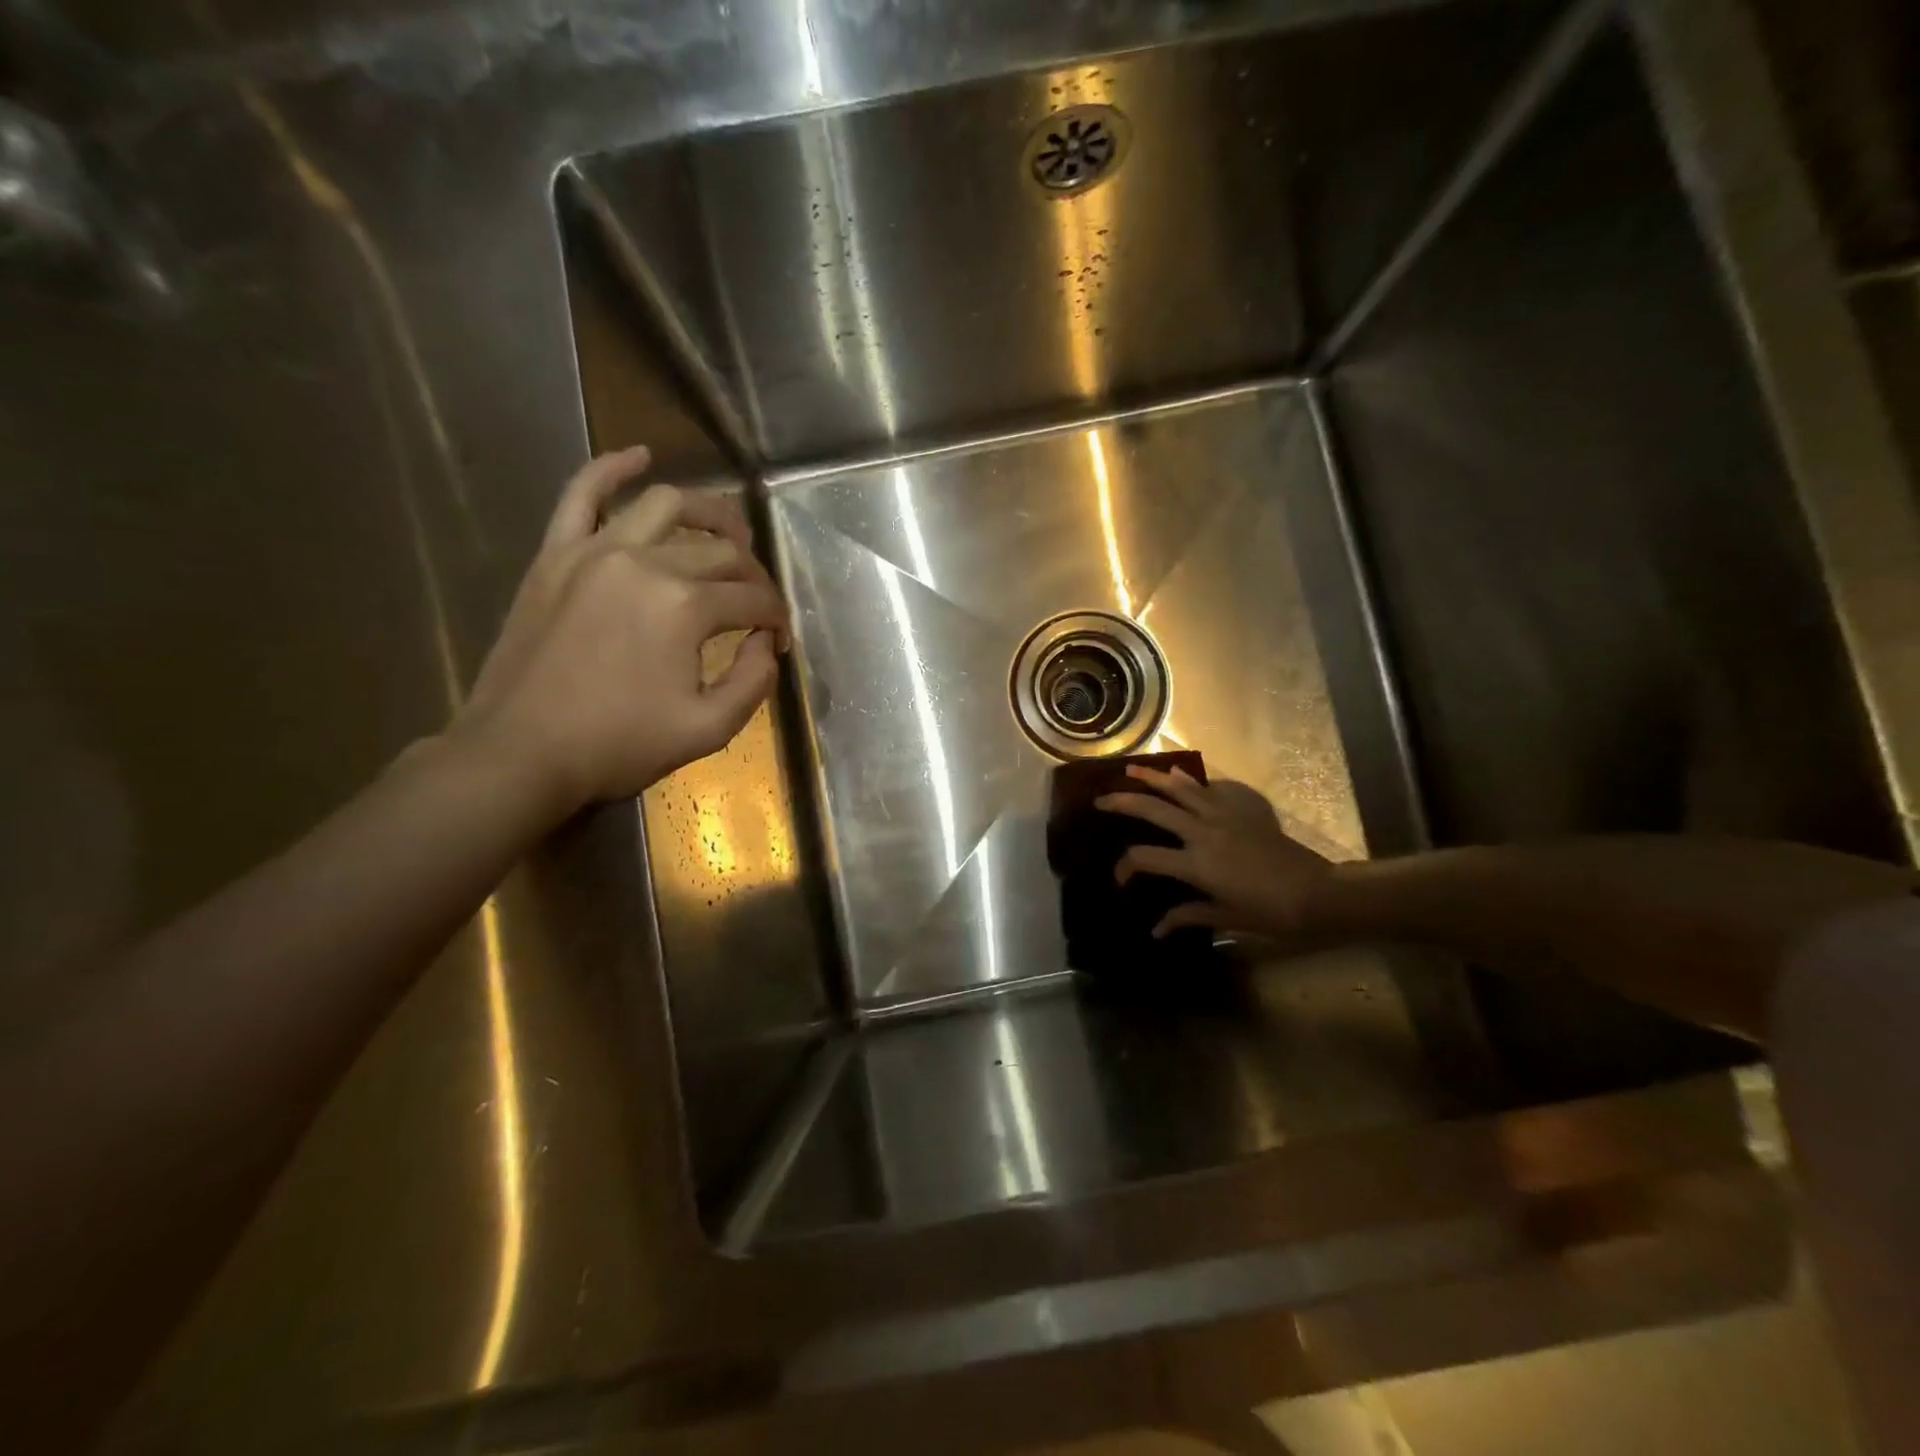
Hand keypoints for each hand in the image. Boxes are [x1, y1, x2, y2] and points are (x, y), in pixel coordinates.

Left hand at [454, 446, 788, 813]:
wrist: (520, 752)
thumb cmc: (618, 746)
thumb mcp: (708, 729)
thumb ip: (753, 682)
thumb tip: (764, 644)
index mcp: (686, 607)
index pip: (753, 599)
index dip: (775, 619)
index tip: (777, 640)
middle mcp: (646, 563)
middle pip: (720, 552)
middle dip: (753, 575)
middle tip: (757, 602)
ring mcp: (595, 551)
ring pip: (666, 505)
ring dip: (709, 512)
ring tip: (729, 531)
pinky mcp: (556, 554)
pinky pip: (581, 494)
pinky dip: (612, 468)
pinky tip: (639, 456)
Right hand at [1097, 766, 1334, 940]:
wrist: (1318, 893)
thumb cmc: (1270, 913)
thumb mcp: (1225, 918)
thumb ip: (1187, 916)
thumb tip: (1156, 928)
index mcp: (1195, 864)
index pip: (1144, 858)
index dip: (1124, 867)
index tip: (1120, 879)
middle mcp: (1202, 832)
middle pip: (1153, 809)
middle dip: (1122, 802)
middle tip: (1101, 799)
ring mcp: (1223, 815)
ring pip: (1181, 788)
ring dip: (1153, 777)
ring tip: (1132, 768)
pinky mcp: (1243, 809)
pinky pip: (1212, 788)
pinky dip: (1193, 782)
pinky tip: (1182, 776)